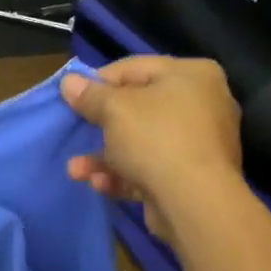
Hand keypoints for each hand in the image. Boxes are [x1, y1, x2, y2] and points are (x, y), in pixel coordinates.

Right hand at [60, 57, 240, 240]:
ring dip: (104, 157)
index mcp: (191, 75)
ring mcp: (198, 144)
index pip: (134, 68)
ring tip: (75, 170)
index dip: (98, 81)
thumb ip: (90, 95)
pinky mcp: (191, 178)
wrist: (195, 202)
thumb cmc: (156, 139)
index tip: (71, 98)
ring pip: (140, 143)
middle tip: (74, 132)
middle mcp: (201, 104)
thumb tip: (68, 82)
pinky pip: (150, 169)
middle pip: (137, 108)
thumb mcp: (115, 110)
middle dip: (99, 126)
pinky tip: (100, 184)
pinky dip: (124, 175)